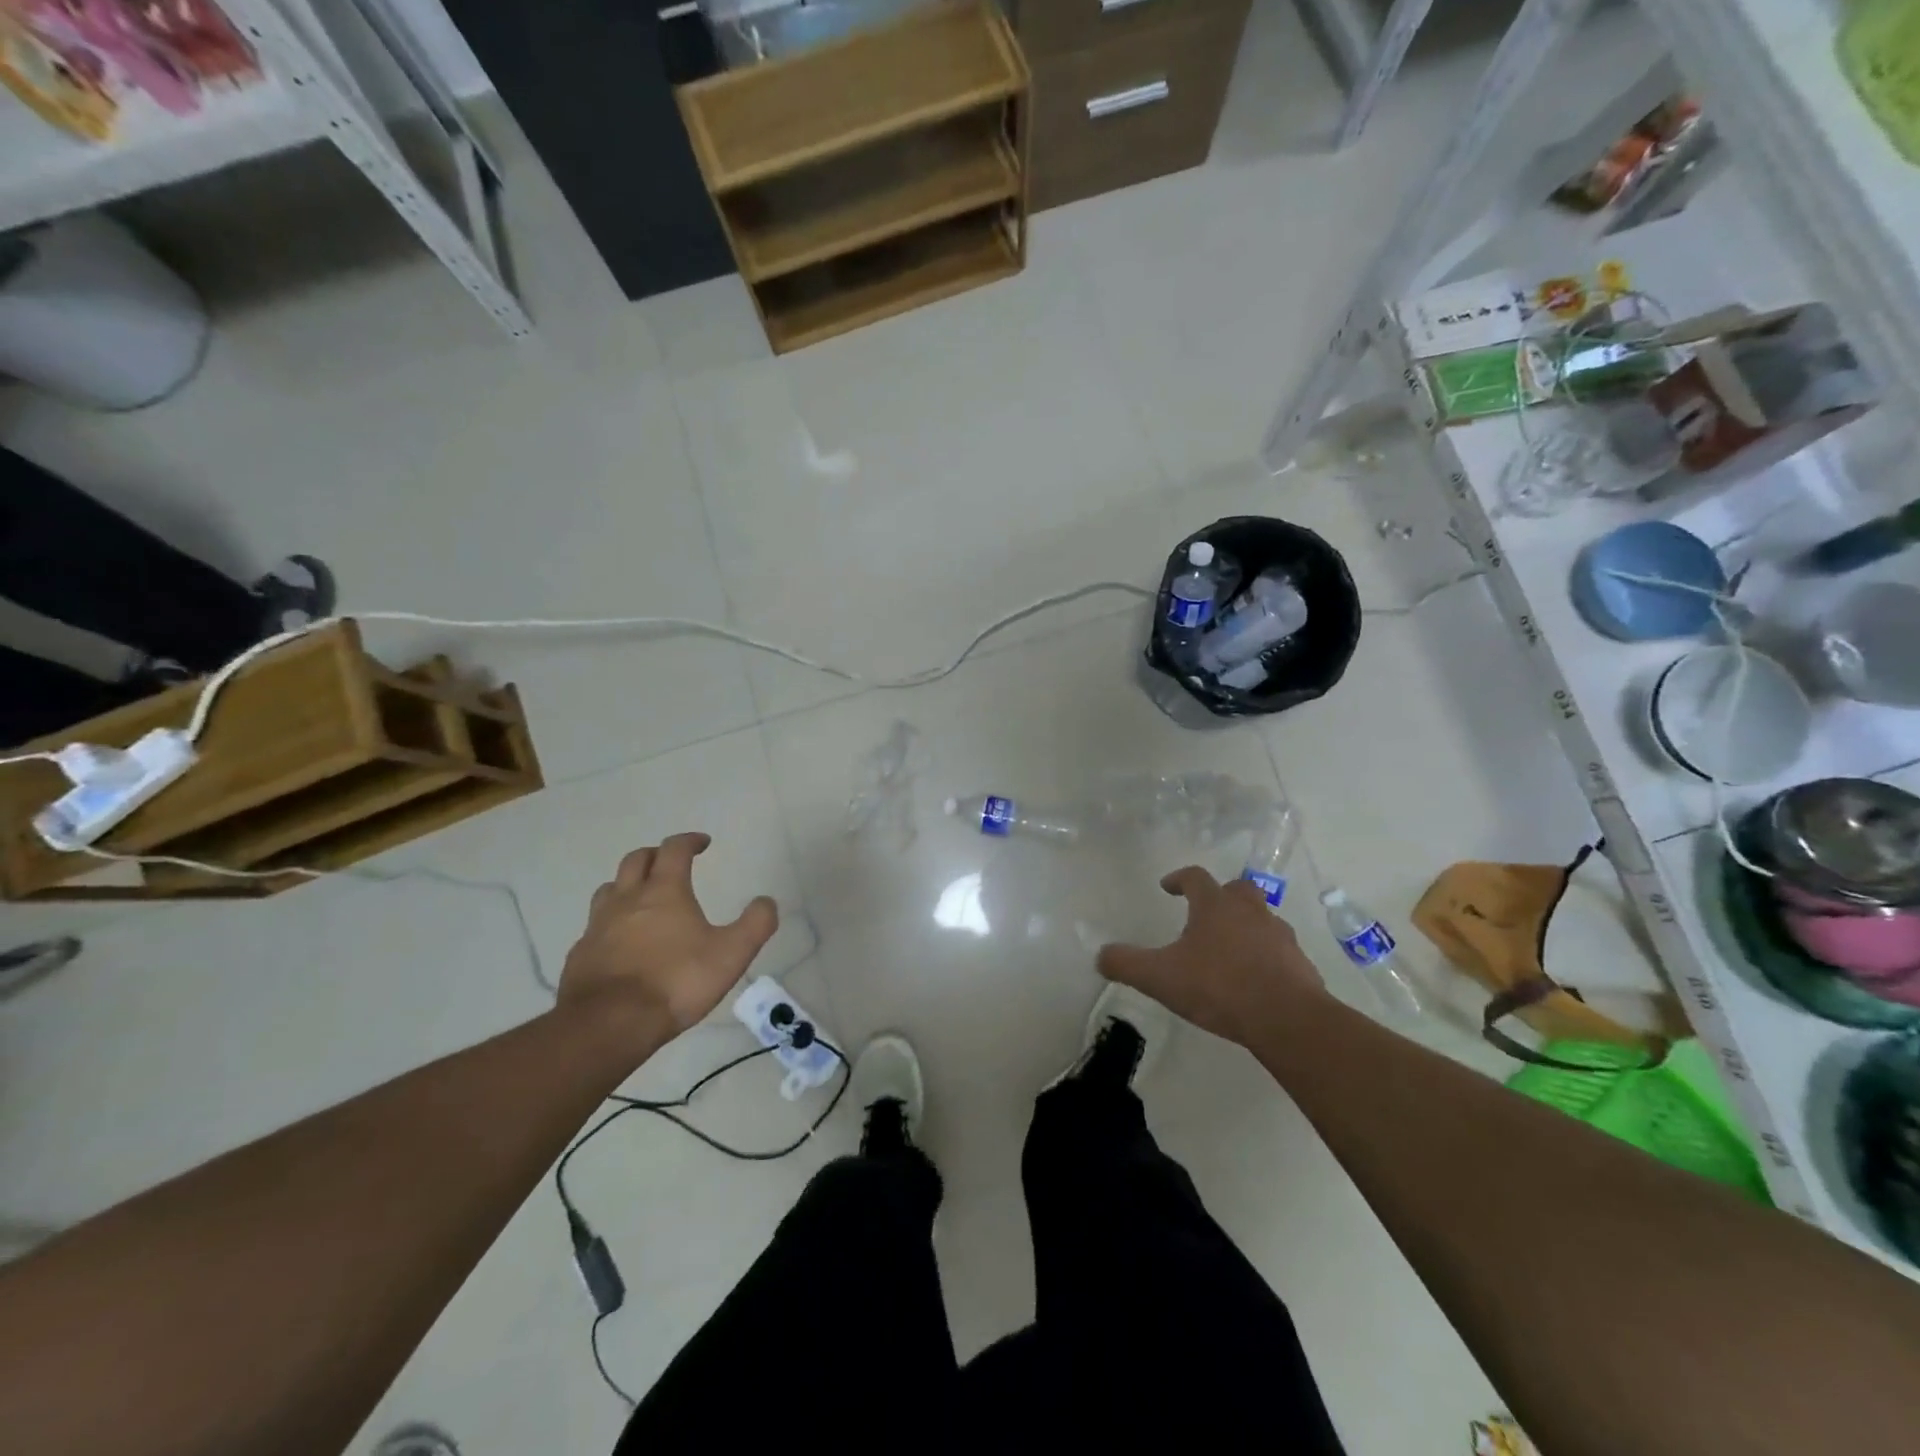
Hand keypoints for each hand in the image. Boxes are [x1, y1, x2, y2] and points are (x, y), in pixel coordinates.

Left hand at [558, 833, 777, 1050]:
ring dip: (627, 884)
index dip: (689, 841)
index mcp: (664, 891)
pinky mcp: (580, 954)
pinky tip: (619, 942)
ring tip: (641, 897)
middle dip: (656, 855)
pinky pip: (594, 926)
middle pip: (636, 860)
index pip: (674, 849)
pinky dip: (610, 923)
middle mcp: (627, 899)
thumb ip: (755, 924)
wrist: (609, 1024)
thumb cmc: (676, 982)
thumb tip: (766, 901)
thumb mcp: (731, 954)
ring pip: (609, 889)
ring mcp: (598, 926)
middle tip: (671, 862)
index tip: (703, 843)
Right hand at [1097, 866, 1325, 1046]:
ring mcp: (1280, 936)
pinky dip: (1267, 957)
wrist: (1287, 1019)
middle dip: (1220, 896)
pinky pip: (1280, 951)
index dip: (1178, 878)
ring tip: (1230, 950)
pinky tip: (1256, 980)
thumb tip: (1101, 955)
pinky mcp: (1300, 964)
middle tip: (1206, 913)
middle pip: (1237, 889)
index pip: (1195, 877)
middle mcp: (1250, 911)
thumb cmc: (1219, 987)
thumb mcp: (1160, 977)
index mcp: (1215, 906)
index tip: (1167, 887)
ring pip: (1262, 919)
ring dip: (1246, 926)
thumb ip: (1127, 964)